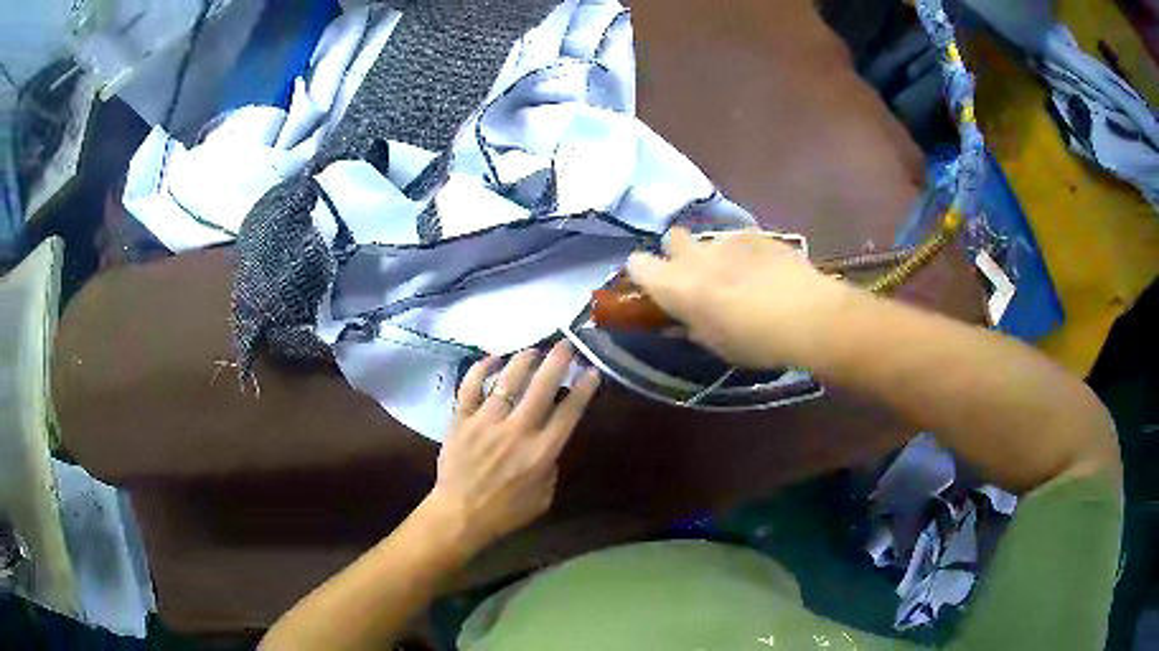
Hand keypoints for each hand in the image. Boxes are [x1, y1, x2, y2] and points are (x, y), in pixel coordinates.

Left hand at [426, 342, 599, 554]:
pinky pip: (470, 387)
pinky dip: (481, 369)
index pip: (568, 412)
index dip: (584, 388)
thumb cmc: (505, 512)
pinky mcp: (461, 420)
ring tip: (533, 350)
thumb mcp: (543, 497)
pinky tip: (492, 358)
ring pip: (507, 380)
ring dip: (523, 360)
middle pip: (542, 387)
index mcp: (541, 452)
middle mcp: (517, 431)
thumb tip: (549, 441)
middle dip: (558, 361)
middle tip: (567, 344)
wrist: (460, 515)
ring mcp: (486, 422)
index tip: (591, 369)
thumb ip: (551, 466)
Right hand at [626, 228, 848, 368]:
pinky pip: (740, 240)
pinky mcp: (758, 234)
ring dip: (713, 255)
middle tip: (696, 278)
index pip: (637, 264)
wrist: (808, 316)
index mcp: (678, 284)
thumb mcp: (715, 344)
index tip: (653, 287)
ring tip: (738, 278)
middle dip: (677, 254)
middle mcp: (697, 254)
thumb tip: (680, 320)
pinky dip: (744, 254)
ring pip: (708, 239)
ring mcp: (729, 239)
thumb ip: (691, 326)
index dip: (642, 273)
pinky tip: (764, 273)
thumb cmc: (755, 341)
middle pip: (672, 238)